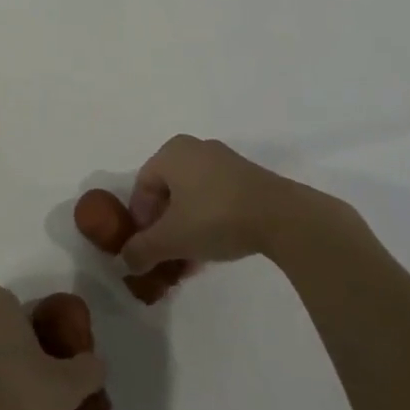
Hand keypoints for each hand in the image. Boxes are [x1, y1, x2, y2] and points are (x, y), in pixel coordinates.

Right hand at [122, 134, 369, 274]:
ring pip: (192, 197)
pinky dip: (209, 221)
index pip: (142, 186)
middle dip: (164, 227)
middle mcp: (194, 148)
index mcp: (171, 152)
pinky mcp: (248, 177)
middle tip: (168, 256)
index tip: (147, 249)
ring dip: (186, 228)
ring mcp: (224, 160)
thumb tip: (125, 261)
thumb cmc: (215, 217)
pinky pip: (216, 197)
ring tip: (192, 259)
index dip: (140, 220)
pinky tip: (215, 248)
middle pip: (168, 192)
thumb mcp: (172, 238)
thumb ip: (142, 250)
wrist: (283, 217)